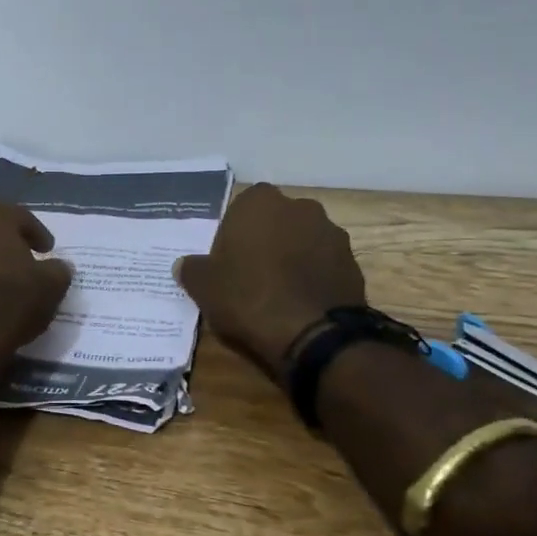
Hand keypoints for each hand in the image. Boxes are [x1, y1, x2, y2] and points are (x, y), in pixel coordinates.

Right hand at [174, 183, 367, 377]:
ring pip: (303, 240)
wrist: (312, 333)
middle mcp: (299, 207)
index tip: (228, 260)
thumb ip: (192, 269)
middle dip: (266, 240)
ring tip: (279, 292)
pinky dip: (313, 276)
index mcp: (260, 202)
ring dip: (293, 257)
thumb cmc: (248, 297)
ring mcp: (331, 233)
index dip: (234, 233)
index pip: (242, 207)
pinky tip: (301, 303)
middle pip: (276, 221)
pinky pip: (324, 264)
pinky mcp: (352, 262)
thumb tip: (184, 265)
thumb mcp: (204, 286)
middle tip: (251, 274)